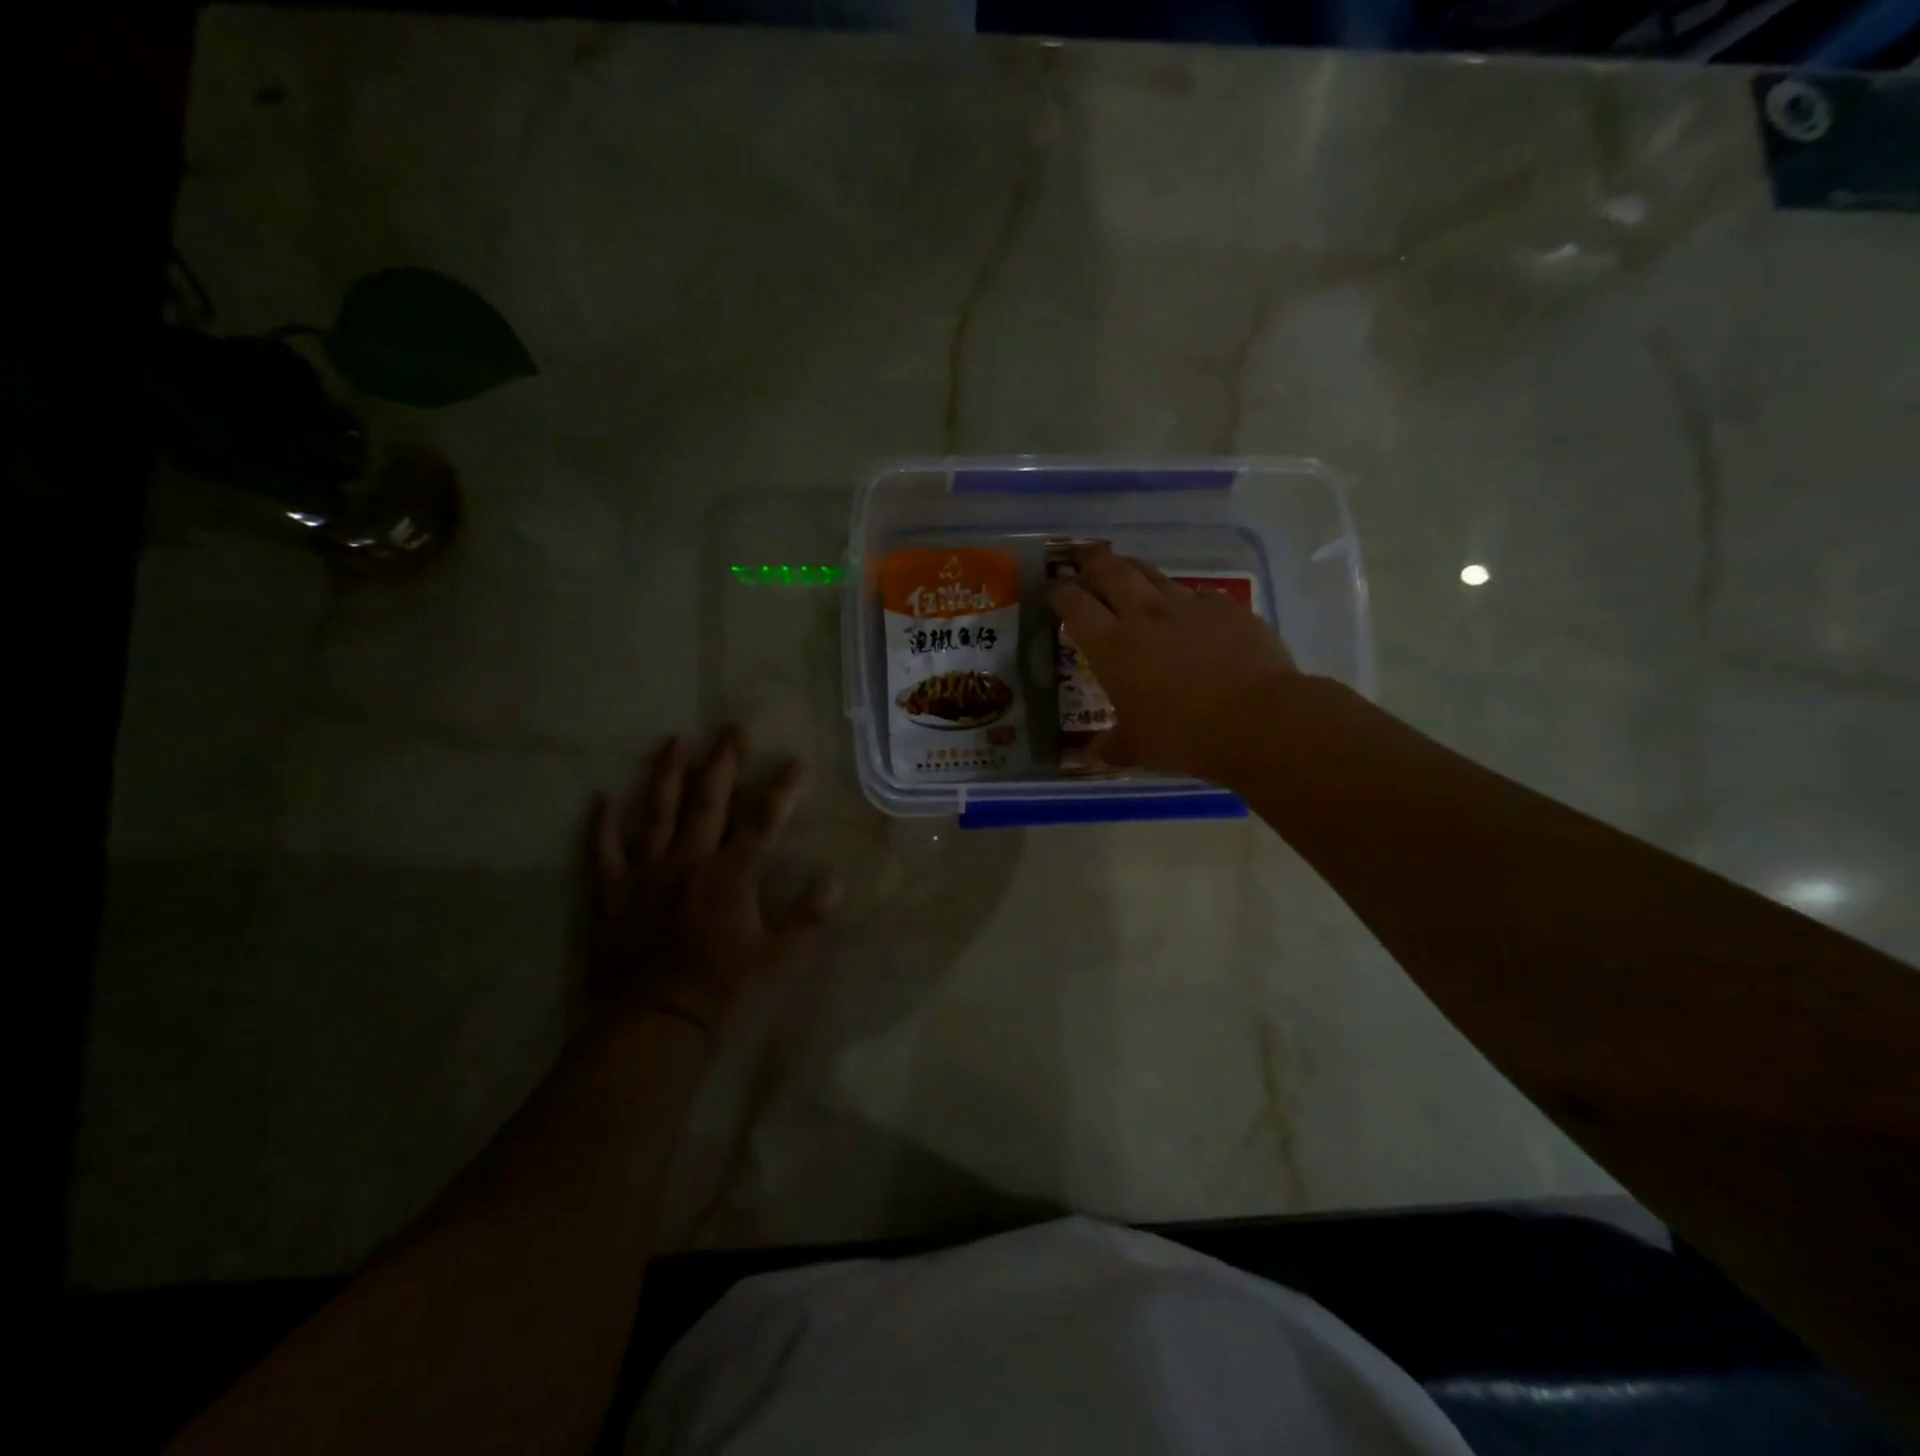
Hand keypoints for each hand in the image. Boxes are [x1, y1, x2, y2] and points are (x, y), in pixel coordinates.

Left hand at [589, 726, 836, 1040]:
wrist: (654, 1024)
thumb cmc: (722, 991)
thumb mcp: (780, 961)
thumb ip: (810, 919)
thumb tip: (835, 879)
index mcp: (731, 876)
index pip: (764, 820)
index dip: (783, 788)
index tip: (796, 761)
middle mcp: (689, 861)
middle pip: (708, 800)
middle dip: (723, 761)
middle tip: (731, 727)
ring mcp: (646, 873)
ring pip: (657, 812)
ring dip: (667, 774)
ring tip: (674, 741)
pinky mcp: (613, 892)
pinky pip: (604, 851)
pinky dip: (602, 824)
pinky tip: (602, 797)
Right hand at [1050, 544, 1297, 783]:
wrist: (1258, 721)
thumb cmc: (1184, 737)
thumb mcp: (1139, 749)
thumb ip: (1112, 746)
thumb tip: (1091, 754)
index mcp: (1112, 647)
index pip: (1075, 605)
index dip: (1061, 595)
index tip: (1056, 595)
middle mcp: (1145, 616)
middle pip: (1111, 571)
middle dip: (1092, 563)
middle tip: (1085, 563)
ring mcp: (1188, 607)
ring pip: (1153, 574)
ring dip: (1135, 571)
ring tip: (1129, 574)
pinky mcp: (1227, 607)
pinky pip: (1199, 595)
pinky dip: (1187, 600)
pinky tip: (1191, 612)